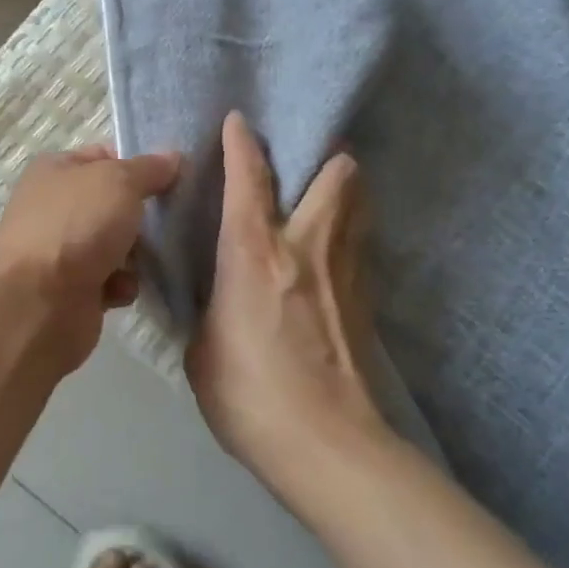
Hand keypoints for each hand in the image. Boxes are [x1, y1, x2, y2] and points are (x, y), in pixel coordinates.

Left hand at [0, 145, 180, 375]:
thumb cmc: (77, 226)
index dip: (137, 165)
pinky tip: (122, 289)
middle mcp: (55, 207)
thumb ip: (149, 169)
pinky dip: (121, 285)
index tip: (172, 178)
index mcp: (56, 170)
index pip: (104, 157)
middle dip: (142, 214)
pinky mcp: (71, 291)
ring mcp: (61, 250)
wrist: (38, 302)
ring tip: (150, 258)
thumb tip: (172, 159)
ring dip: (137, 254)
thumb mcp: (120, 181)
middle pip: (113, 204)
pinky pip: (111, 281)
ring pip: (116, 245)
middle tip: (172, 219)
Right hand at [186, 113, 392, 502]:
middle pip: (338, 175)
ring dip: (344, 190)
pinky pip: (360, 245)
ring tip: (321, 197)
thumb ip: (208, 307)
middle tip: (303, 163)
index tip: (239, 121)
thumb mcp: (202, 349)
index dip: (242, 143)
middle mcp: (307, 247)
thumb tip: (214, 295)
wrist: (326, 446)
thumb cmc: (248, 395)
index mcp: (254, 253)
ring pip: (359, 205)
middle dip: (325, 157)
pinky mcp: (366, 299)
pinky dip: (348, 233)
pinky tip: (328, 255)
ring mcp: (346, 271)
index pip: (249, 178)